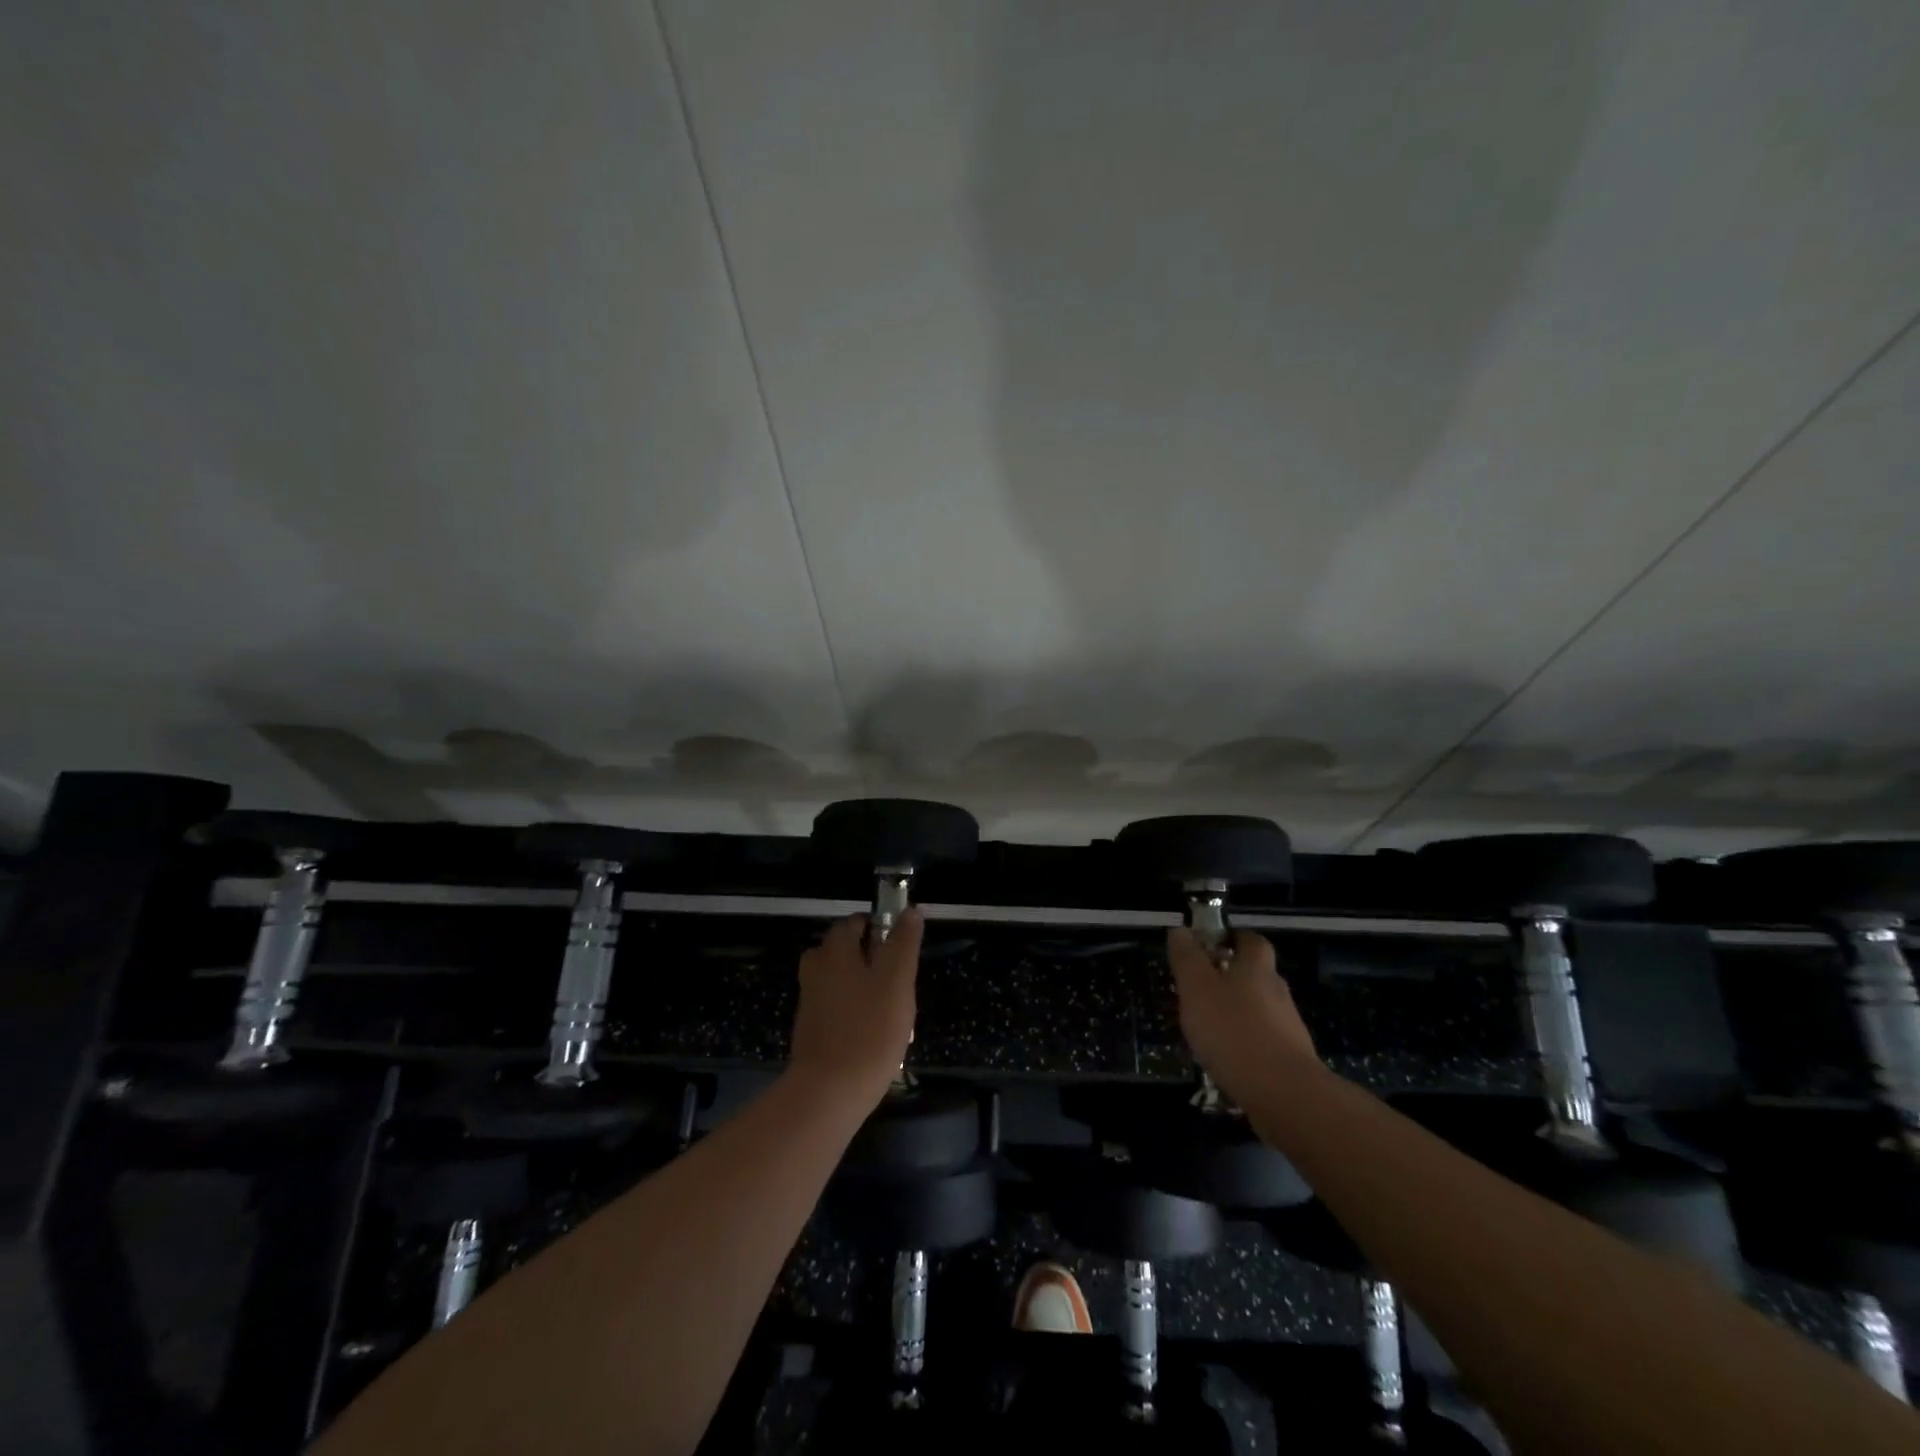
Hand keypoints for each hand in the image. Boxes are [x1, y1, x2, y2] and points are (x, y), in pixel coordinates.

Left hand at [788, 910, 921, 1109]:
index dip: (880, 928)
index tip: (902, 949)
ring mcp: (811, 1001)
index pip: (855, 922)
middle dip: (873, 959)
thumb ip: (903, 943)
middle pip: (846, 950)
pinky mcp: (812, 1029)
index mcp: (834, 951)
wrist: (829, 1093)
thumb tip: (910, 911)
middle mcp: (816, 969)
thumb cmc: (869, 1030)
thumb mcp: (897, 981)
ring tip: (893, 1010)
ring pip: (843, 980)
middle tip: (900, 982)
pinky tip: (875, 1034)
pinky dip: (855, 1011)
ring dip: (866, 987)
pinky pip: (838, 1007)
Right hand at [1167, 927, 1319, 1104]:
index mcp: (1256, 968)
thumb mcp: (1197, 988)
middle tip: (1199, 987)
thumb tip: (1181, 929)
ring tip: (1206, 1027)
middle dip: (1230, 976)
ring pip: (1258, 1009)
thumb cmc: (1234, 1031)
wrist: (1285, 1095)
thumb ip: (1187, 958)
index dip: (1232, 937)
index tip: (1210, 944)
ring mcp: (1288, 1027)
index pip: (1251, 940)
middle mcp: (1277, 991)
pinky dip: (1245, 1042)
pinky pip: (1263, 1040)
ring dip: (1236, 1011)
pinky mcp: (1290, 1059)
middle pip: (1255, 974)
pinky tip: (1225, 1057)